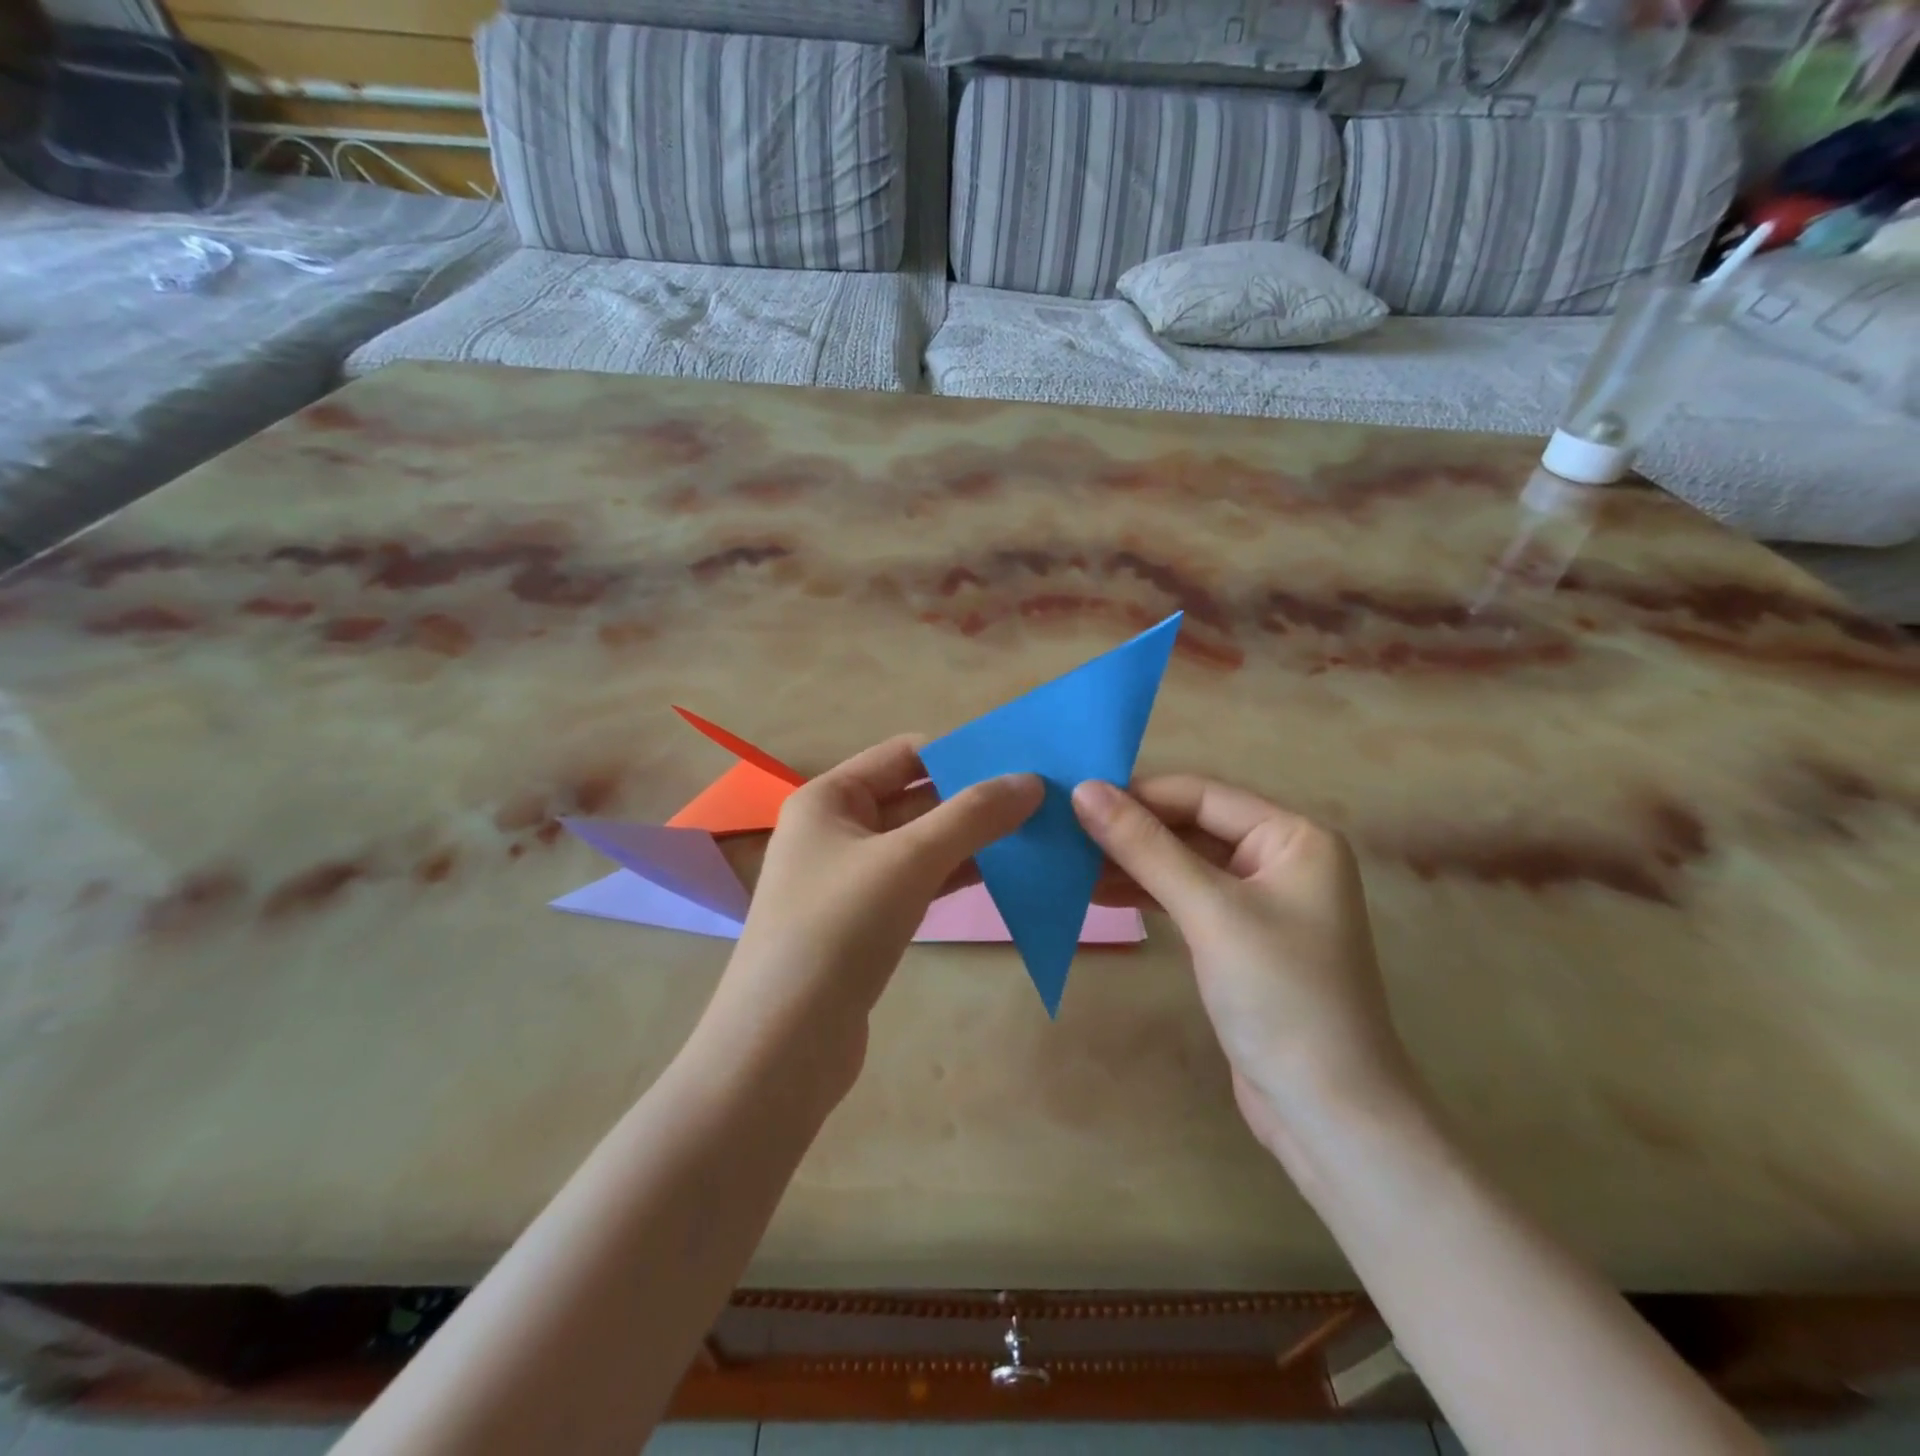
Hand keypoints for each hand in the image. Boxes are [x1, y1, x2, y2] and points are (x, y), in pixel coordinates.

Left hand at [706, 736, 1040, 1099]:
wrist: (783, 1046)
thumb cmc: (838, 929)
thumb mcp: (909, 860)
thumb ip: (972, 816)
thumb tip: (1031, 781)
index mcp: (828, 797)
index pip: (903, 753)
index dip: (960, 753)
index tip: (1020, 763)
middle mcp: (835, 829)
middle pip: (914, 797)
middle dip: (972, 798)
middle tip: (1041, 800)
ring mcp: (848, 879)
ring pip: (919, 843)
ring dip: (970, 838)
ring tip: (1034, 833)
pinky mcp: (864, 923)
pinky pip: (916, 882)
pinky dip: (955, 875)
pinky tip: (1002, 875)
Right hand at [1072, 777, 1418, 1150]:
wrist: (1327, 1113)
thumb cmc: (1279, 995)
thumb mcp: (1210, 911)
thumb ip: (1146, 848)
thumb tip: (1084, 791)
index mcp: (1293, 838)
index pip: (1202, 796)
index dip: (1138, 793)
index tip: (1074, 796)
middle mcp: (1280, 859)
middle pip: (1191, 827)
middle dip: (1130, 830)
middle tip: (1063, 830)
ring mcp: (1259, 902)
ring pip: (1182, 864)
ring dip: (1130, 863)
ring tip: (1068, 863)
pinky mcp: (1237, 939)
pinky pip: (1184, 898)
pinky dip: (1144, 894)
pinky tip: (1097, 893)